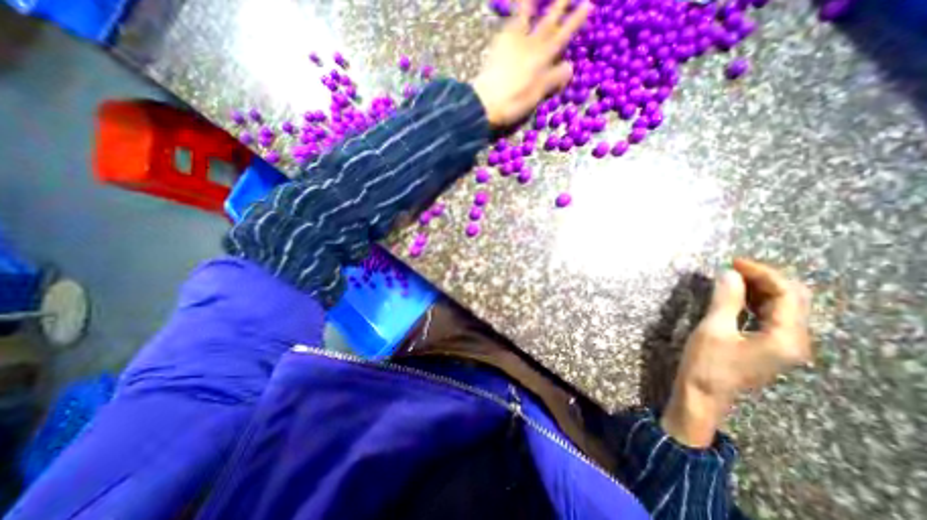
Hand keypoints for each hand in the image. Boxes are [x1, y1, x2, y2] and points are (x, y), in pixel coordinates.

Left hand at [475, 1, 588, 126]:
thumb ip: (553, 79)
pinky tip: (515, 7)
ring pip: (526, 15)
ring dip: (531, 3)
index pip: (562, 37)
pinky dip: (514, 11)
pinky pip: (508, 23)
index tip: (587, 5)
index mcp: (542, 58)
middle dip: (560, 5)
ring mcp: (513, 42)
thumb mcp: (536, 95)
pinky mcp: (498, 45)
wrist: (486, 101)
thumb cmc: (513, 102)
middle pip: (548, 21)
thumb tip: (570, 67)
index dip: (575, 21)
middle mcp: (530, 44)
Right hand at [659, 258, 813, 448]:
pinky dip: (755, 301)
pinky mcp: (768, 346)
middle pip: (792, 299)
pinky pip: (770, 316)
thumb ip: (725, 300)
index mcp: (786, 337)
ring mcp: (782, 344)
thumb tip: (729, 273)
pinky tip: (736, 296)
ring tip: (732, 277)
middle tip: (733, 267)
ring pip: (782, 307)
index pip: (787, 294)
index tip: (733, 262)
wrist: (702, 394)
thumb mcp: (713, 329)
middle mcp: (793, 340)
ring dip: (760, 288)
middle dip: (765, 278)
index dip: (762, 273)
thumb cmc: (707, 363)